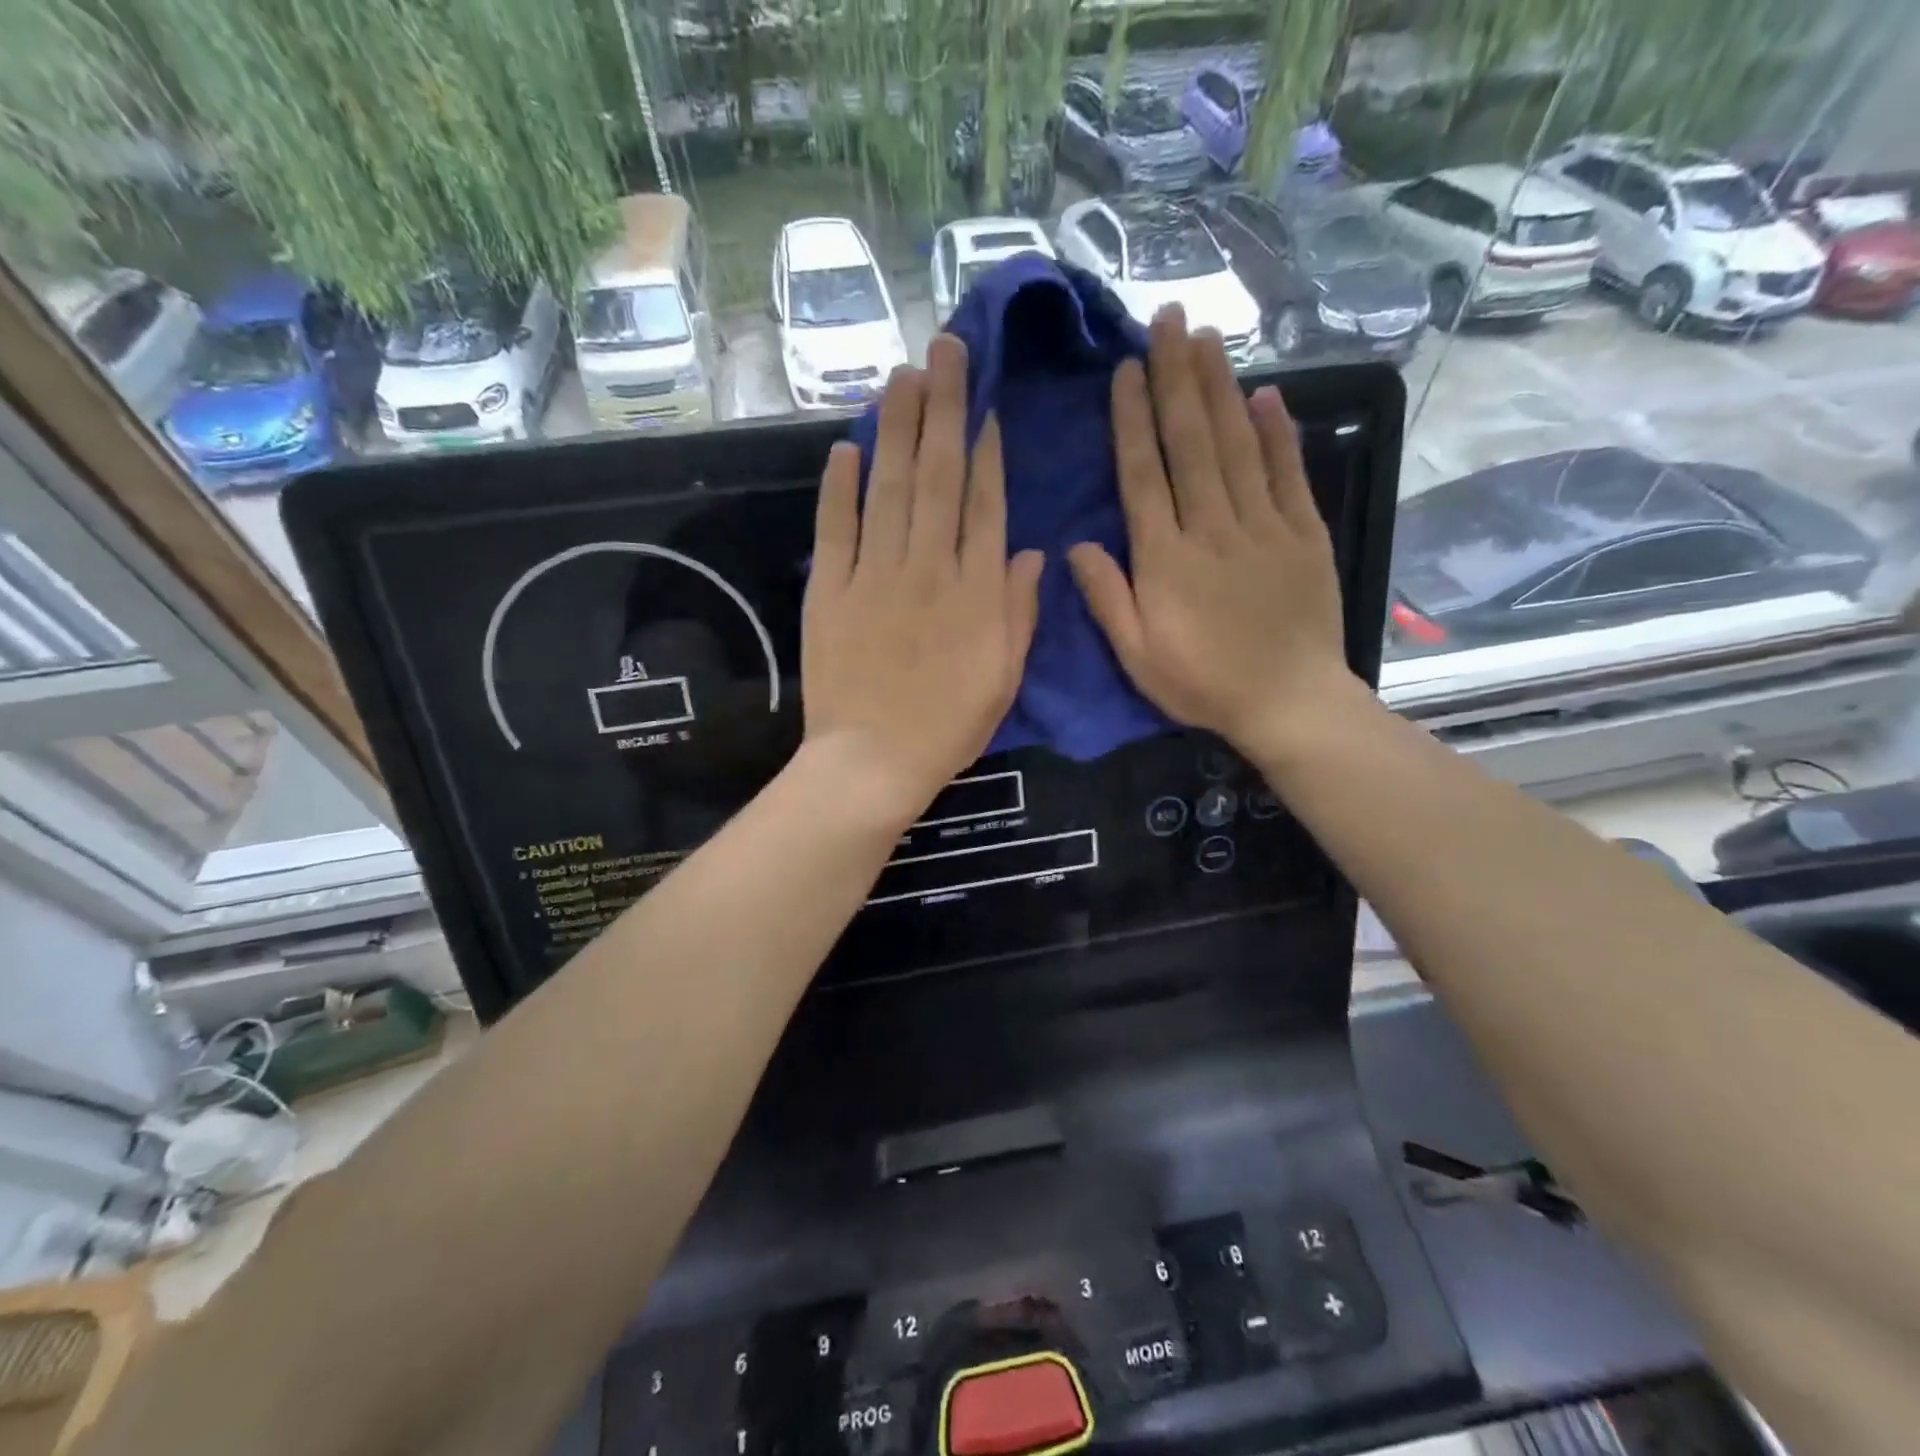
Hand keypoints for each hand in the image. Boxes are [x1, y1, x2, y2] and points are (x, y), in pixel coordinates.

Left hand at [801, 334, 1043, 821]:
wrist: (873, 761)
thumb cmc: (948, 726)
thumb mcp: (1004, 677)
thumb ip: (1018, 611)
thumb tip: (1032, 552)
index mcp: (975, 590)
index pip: (984, 504)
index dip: (987, 450)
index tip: (985, 404)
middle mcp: (928, 567)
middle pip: (938, 476)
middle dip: (943, 408)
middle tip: (944, 349)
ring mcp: (874, 575)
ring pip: (889, 488)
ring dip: (897, 428)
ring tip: (903, 375)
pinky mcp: (829, 591)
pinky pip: (835, 528)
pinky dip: (839, 487)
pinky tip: (847, 447)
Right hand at [1068, 308, 1359, 760]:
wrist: (1290, 703)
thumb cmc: (1203, 684)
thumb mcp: (1137, 656)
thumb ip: (1107, 598)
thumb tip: (1077, 545)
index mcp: (1166, 559)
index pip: (1144, 475)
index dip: (1132, 419)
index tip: (1125, 370)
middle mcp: (1213, 528)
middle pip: (1192, 442)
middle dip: (1176, 378)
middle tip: (1169, 320)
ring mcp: (1264, 526)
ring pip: (1238, 445)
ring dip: (1221, 388)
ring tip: (1207, 338)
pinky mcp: (1305, 534)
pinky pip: (1289, 473)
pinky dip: (1279, 432)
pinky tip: (1267, 394)